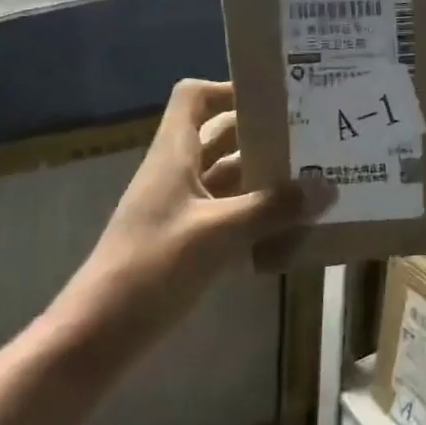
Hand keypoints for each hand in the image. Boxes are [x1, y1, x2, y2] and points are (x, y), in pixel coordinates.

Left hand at [62, 79, 331, 355]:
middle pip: (219, 135)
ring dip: (263, 177)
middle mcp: (177, 172)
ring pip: (226, 176)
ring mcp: (180, 208)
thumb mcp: (218, 234)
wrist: (97, 336)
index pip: (194, 96)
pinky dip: (255, 213)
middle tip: (311, 135)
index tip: (274, 100)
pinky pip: (226, 212)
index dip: (229, 89)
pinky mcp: (185, 241)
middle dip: (262, 134)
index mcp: (174, 153)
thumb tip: (328, 186)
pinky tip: (290, 226)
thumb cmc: (152, 267)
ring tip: (313, 178)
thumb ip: (272, 208)